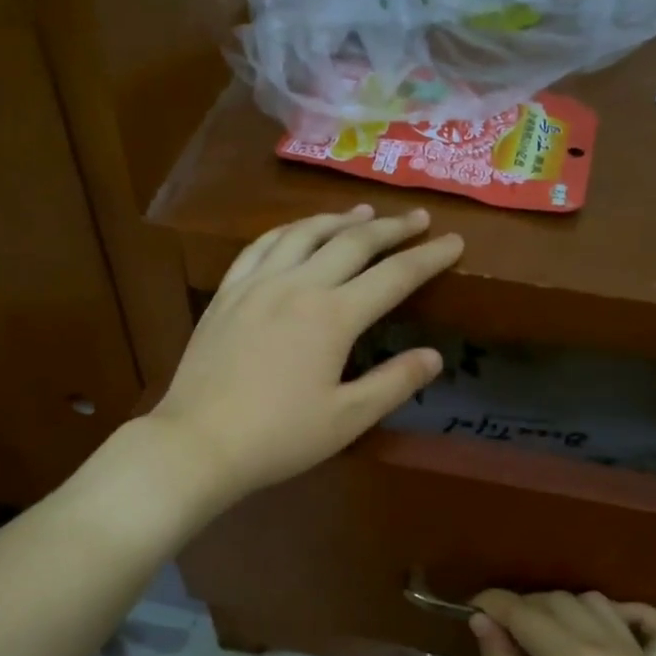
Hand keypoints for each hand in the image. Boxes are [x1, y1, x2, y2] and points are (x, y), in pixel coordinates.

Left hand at [148, 205, 461, 503]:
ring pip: (304, 233)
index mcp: (333, 316)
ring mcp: (256, 284)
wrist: (200, 441)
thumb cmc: (279, 437)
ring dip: (339, 219)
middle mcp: (297, 285)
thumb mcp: (347, 419)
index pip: (394, 276)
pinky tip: (295, 231)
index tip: (455, 242)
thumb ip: (393, 383)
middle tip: (417, 217)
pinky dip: (287, 231)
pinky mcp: (226, 293)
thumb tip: (434, 356)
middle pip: (352, 243)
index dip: (429, 258)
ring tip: (362, 213)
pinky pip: (260, 246)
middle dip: (390, 228)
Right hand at [471, 590, 655, 655]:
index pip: (526, 613)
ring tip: (542, 635)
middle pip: (561, 602)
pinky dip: (636, 616)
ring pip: (600, 606)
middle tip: (499, 630)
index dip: (494, 604)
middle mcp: (614, 648)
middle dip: (525, 607)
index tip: (470, 606)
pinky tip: (610, 624)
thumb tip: (482, 619)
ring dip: (567, 609)